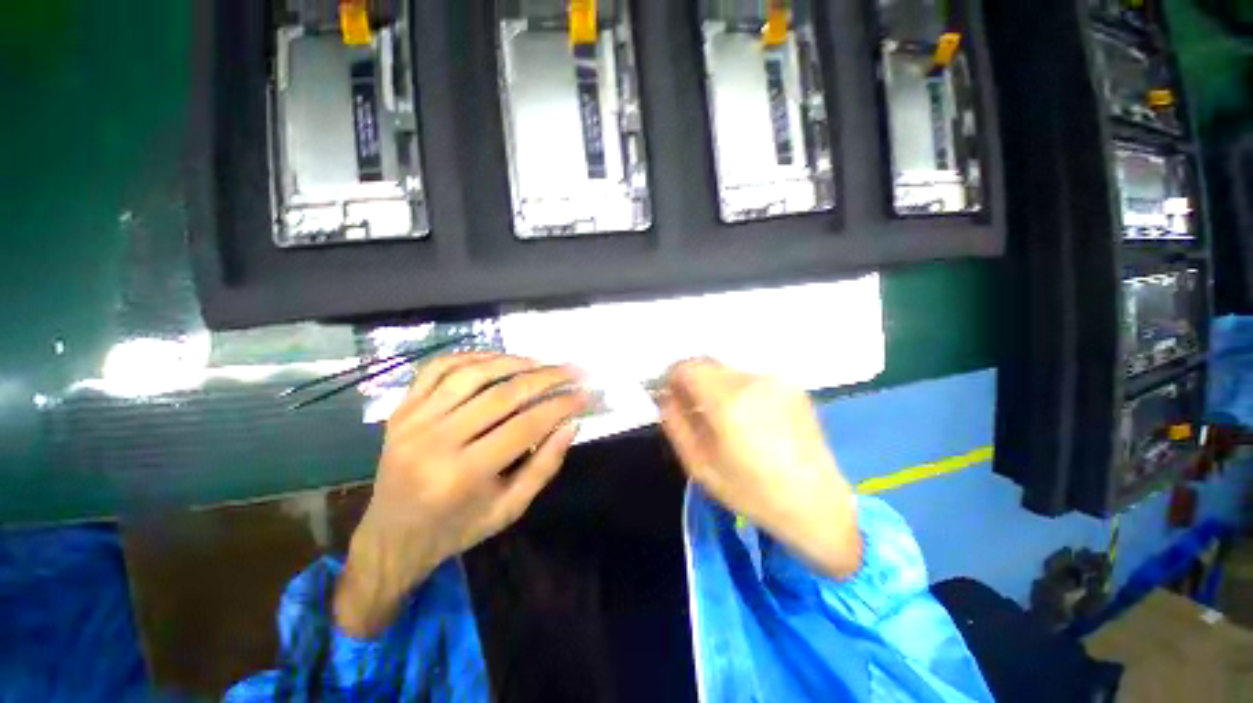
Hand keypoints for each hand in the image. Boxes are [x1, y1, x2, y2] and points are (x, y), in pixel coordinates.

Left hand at [335, 353, 587, 637]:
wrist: (392, 537)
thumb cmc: (457, 528)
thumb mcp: (510, 509)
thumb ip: (544, 466)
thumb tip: (570, 424)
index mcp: (463, 475)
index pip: (525, 426)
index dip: (561, 405)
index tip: (585, 394)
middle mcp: (435, 442)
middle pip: (502, 395)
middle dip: (546, 378)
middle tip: (572, 370)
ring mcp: (413, 421)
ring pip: (471, 374)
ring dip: (512, 362)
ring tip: (540, 362)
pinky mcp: (401, 410)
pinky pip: (437, 369)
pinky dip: (471, 357)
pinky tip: (495, 358)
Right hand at [657, 359, 860, 579]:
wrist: (817, 505)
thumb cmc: (752, 492)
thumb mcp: (700, 465)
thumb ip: (675, 424)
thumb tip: (664, 396)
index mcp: (728, 401)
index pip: (688, 367)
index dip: (672, 376)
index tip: (668, 394)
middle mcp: (753, 381)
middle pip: (708, 364)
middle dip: (692, 381)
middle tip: (690, 407)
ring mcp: (776, 381)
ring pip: (729, 371)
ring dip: (715, 385)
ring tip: (720, 417)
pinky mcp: (793, 387)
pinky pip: (750, 379)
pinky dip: (737, 390)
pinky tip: (746, 419)